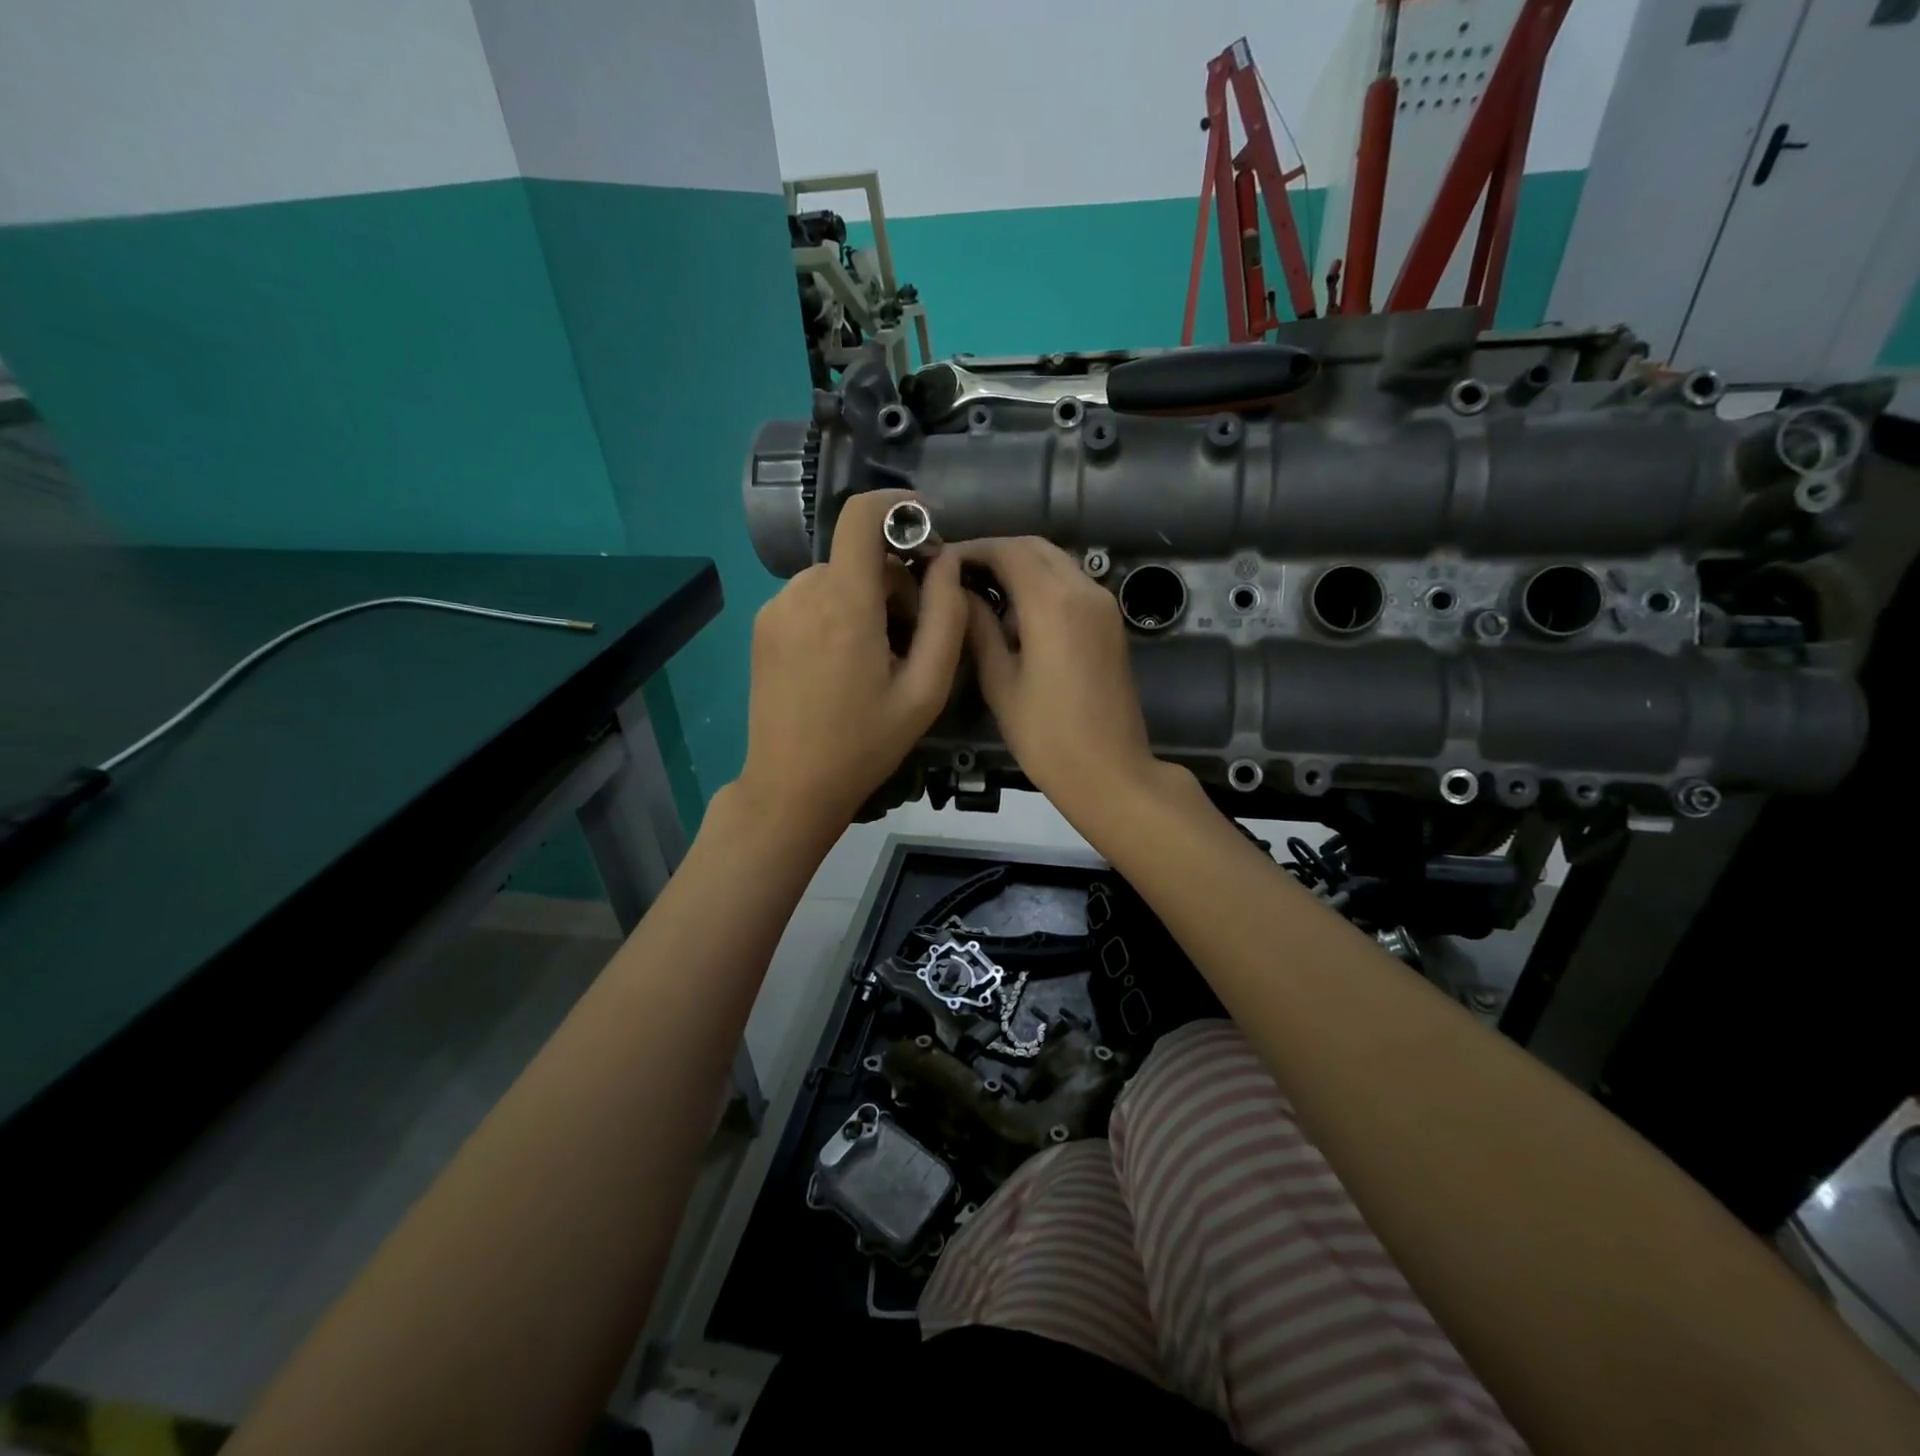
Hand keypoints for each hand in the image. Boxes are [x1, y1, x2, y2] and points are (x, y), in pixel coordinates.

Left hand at [736, 491, 967, 835]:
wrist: (791, 786)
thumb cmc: (865, 744)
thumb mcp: (925, 690)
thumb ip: (945, 617)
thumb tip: (948, 561)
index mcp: (844, 603)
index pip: (862, 515)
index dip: (898, 506)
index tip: (928, 528)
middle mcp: (802, 591)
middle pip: (859, 556)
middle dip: (894, 582)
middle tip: (912, 638)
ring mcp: (775, 608)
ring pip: (837, 578)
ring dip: (866, 600)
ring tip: (878, 657)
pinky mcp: (762, 626)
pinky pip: (811, 597)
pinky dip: (837, 612)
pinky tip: (843, 662)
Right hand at [952, 537, 1165, 820]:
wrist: (1110, 772)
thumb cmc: (1046, 736)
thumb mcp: (1000, 683)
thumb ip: (978, 629)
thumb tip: (957, 593)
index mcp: (1053, 602)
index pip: (1007, 551)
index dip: (971, 550)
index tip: (939, 561)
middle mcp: (1084, 589)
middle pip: (1035, 548)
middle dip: (995, 552)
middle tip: (958, 575)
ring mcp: (1103, 605)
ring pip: (1056, 563)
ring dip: (1020, 566)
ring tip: (982, 591)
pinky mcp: (1111, 623)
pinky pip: (1072, 584)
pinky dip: (1042, 584)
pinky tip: (1016, 613)